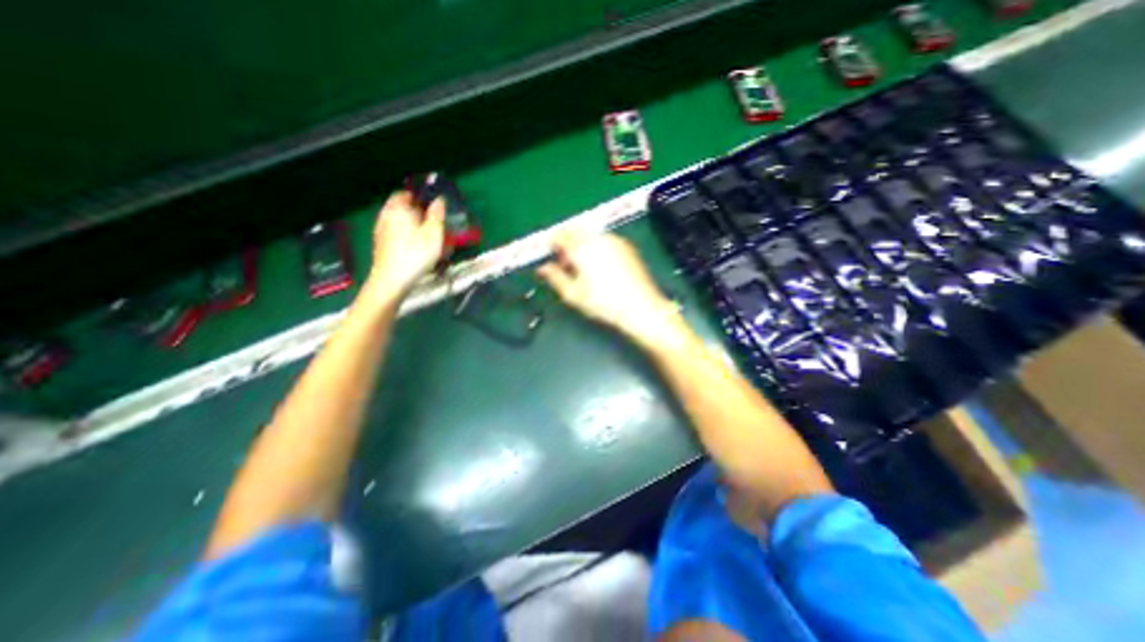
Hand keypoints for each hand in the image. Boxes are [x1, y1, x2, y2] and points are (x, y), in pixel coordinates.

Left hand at [364, 192, 444, 304]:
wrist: (391, 280)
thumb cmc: (416, 254)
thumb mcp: (434, 234)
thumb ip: (437, 215)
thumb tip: (439, 199)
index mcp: (398, 208)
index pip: (405, 193)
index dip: (419, 197)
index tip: (432, 206)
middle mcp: (386, 215)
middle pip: (400, 207)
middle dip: (415, 211)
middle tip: (431, 222)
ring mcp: (381, 230)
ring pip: (397, 220)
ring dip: (410, 224)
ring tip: (425, 236)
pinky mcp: (380, 244)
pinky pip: (394, 232)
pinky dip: (404, 235)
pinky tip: (414, 247)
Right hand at [535, 227, 682, 344]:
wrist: (641, 307)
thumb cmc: (603, 303)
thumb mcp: (573, 294)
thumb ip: (554, 277)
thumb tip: (542, 268)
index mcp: (581, 247)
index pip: (560, 235)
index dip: (552, 245)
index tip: (551, 258)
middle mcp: (598, 238)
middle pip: (575, 230)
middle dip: (567, 243)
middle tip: (567, 264)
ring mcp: (615, 240)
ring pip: (591, 234)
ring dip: (582, 244)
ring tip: (584, 268)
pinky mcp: (627, 246)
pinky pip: (605, 239)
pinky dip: (597, 246)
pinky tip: (601, 267)